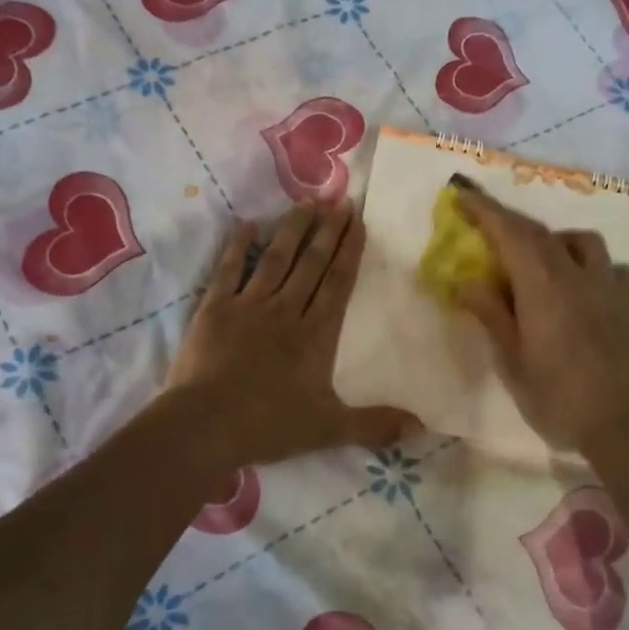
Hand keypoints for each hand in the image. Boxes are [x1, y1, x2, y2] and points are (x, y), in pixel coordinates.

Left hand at [166, 202, 413, 469]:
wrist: (206, 425)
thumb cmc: (269, 425)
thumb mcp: (329, 429)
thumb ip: (375, 426)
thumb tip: (422, 428)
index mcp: (315, 335)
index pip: (337, 283)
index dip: (349, 251)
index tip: (357, 221)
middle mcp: (285, 310)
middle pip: (311, 264)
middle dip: (327, 231)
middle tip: (339, 201)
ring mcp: (248, 306)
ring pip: (275, 259)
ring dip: (292, 229)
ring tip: (305, 202)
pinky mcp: (215, 309)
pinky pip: (228, 270)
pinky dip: (237, 246)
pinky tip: (248, 224)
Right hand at [453, 180, 628, 452]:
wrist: (623, 425)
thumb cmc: (556, 397)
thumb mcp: (512, 361)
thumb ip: (492, 315)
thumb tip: (468, 281)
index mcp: (542, 287)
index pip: (510, 233)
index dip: (485, 210)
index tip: (463, 194)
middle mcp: (578, 275)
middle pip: (542, 233)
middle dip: (511, 222)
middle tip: (490, 226)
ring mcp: (611, 286)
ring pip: (583, 242)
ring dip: (556, 241)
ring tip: (544, 261)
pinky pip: (612, 268)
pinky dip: (591, 266)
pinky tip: (586, 287)